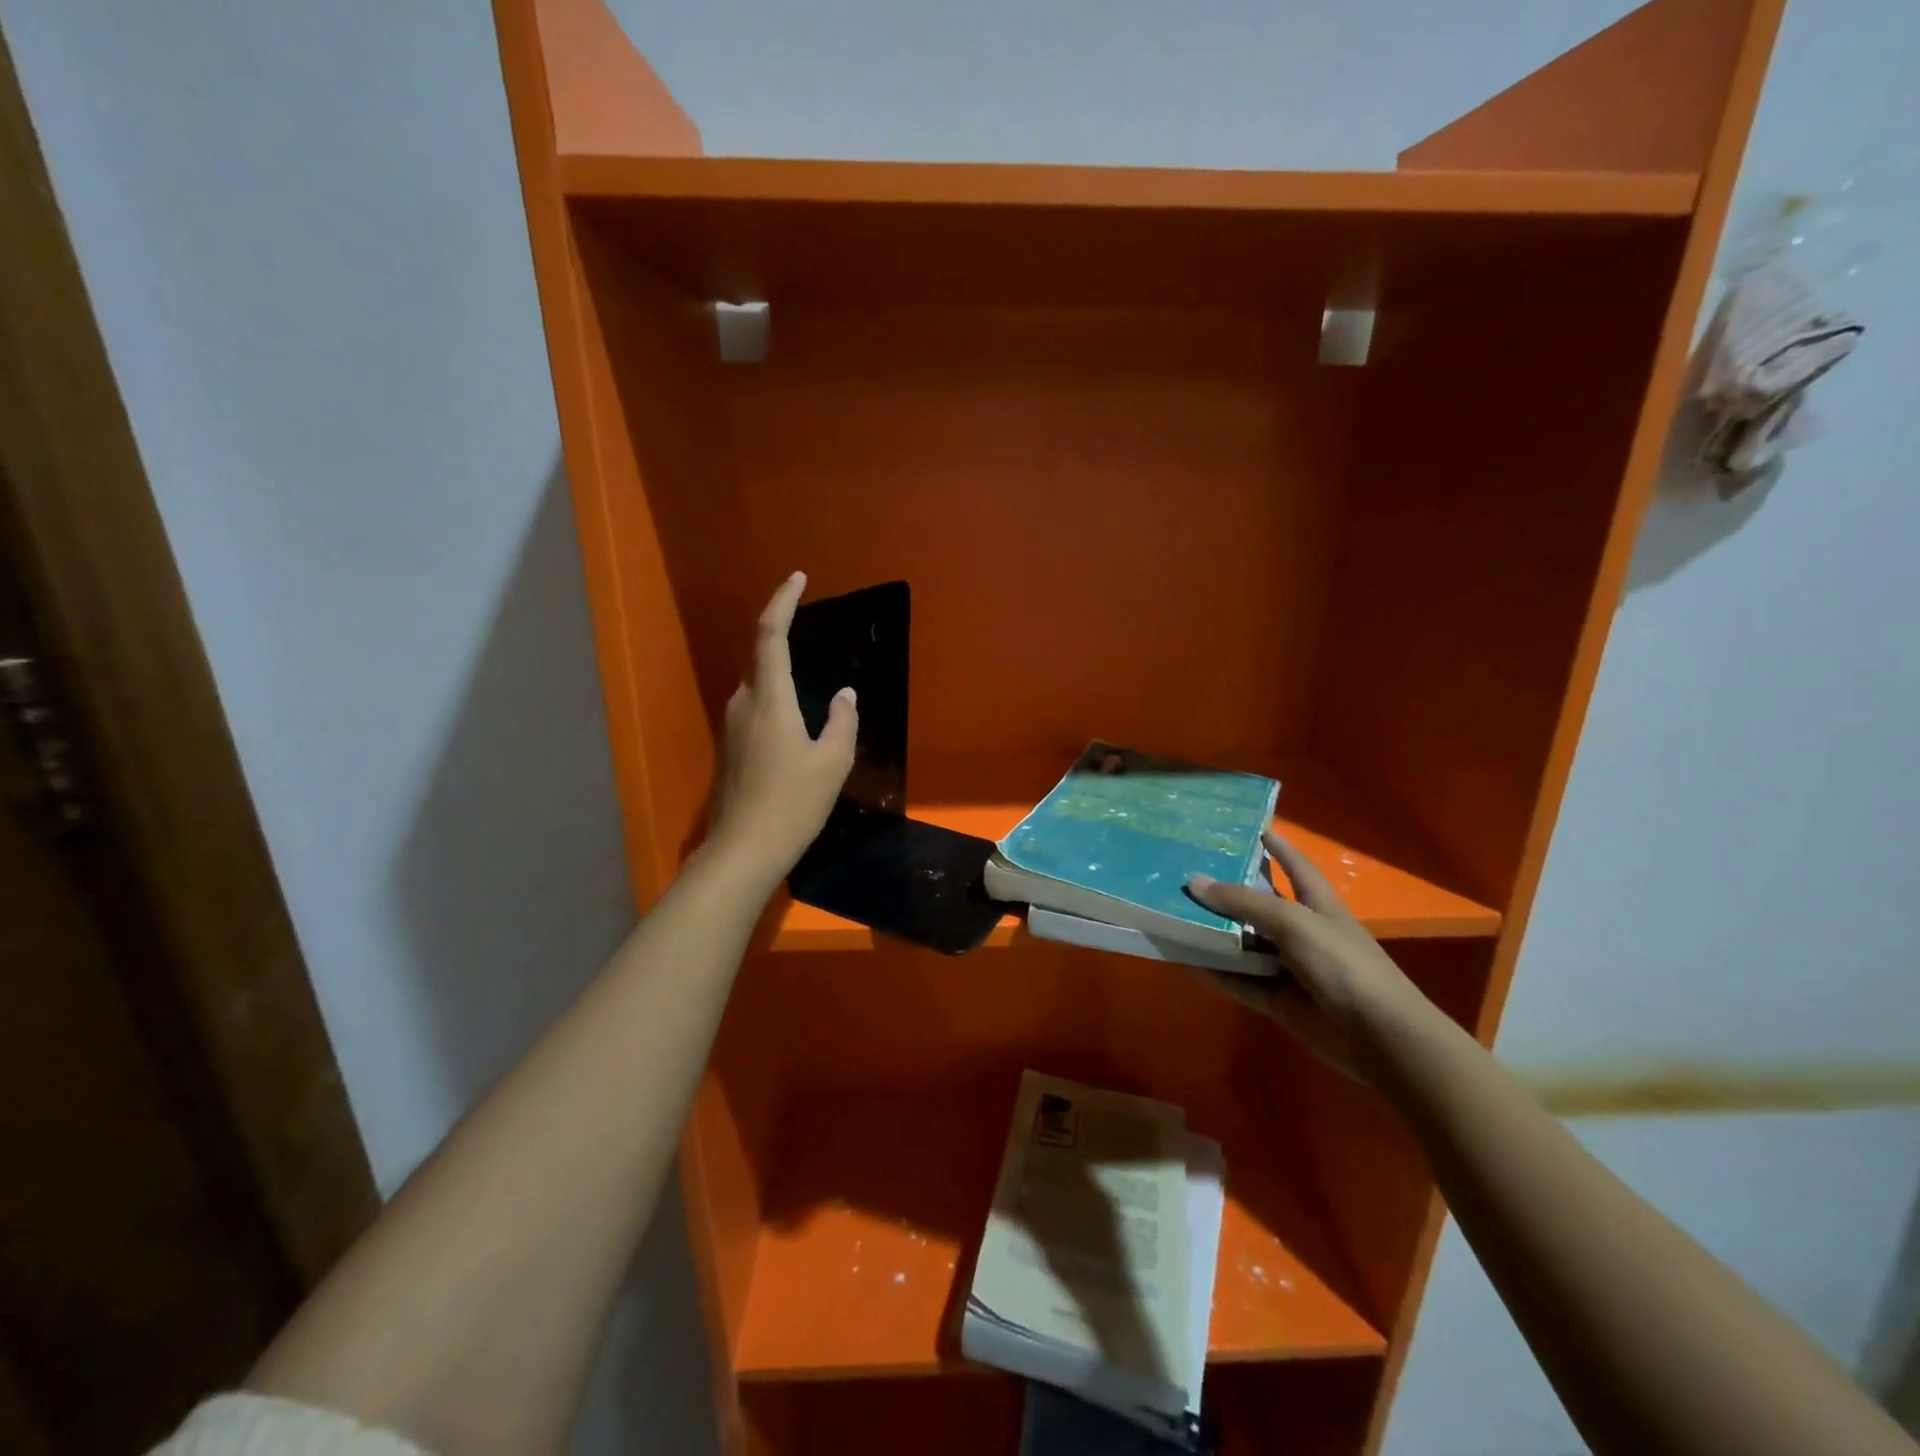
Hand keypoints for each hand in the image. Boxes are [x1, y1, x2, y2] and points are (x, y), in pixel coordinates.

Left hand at [708, 572, 857, 883]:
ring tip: (810, 683)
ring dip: (780, 674)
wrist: (743, 849)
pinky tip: (795, 723)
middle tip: (812, 631)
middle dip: (783, 636)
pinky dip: (774, 700)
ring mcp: (731, 726)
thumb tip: (844, 695)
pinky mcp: (728, 747)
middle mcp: (742, 702)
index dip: (783, 601)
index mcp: (769, 698)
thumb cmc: (793, 803)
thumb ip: (841, 721)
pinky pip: (753, 708)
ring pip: (757, 685)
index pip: (770, 633)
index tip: (798, 578)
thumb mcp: (832, 762)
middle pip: (760, 657)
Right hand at [1187, 831, 1429, 1079]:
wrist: (1380, 1038)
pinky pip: (1240, 982)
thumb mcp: (1294, 922)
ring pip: (1245, 946)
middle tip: (1187, 872)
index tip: (1250, 827)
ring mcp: (1290, 968)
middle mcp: (1303, 932)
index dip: (1277, 846)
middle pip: (1260, 906)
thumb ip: (1244, 903)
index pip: (1295, 865)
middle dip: (1228, 892)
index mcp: (1318, 905)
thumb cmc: (1343, 965)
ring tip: (1174, 915)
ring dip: (1215, 935)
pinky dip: (1216, 974)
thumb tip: (1194, 881)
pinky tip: (1185, 963)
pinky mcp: (1279, 1001)